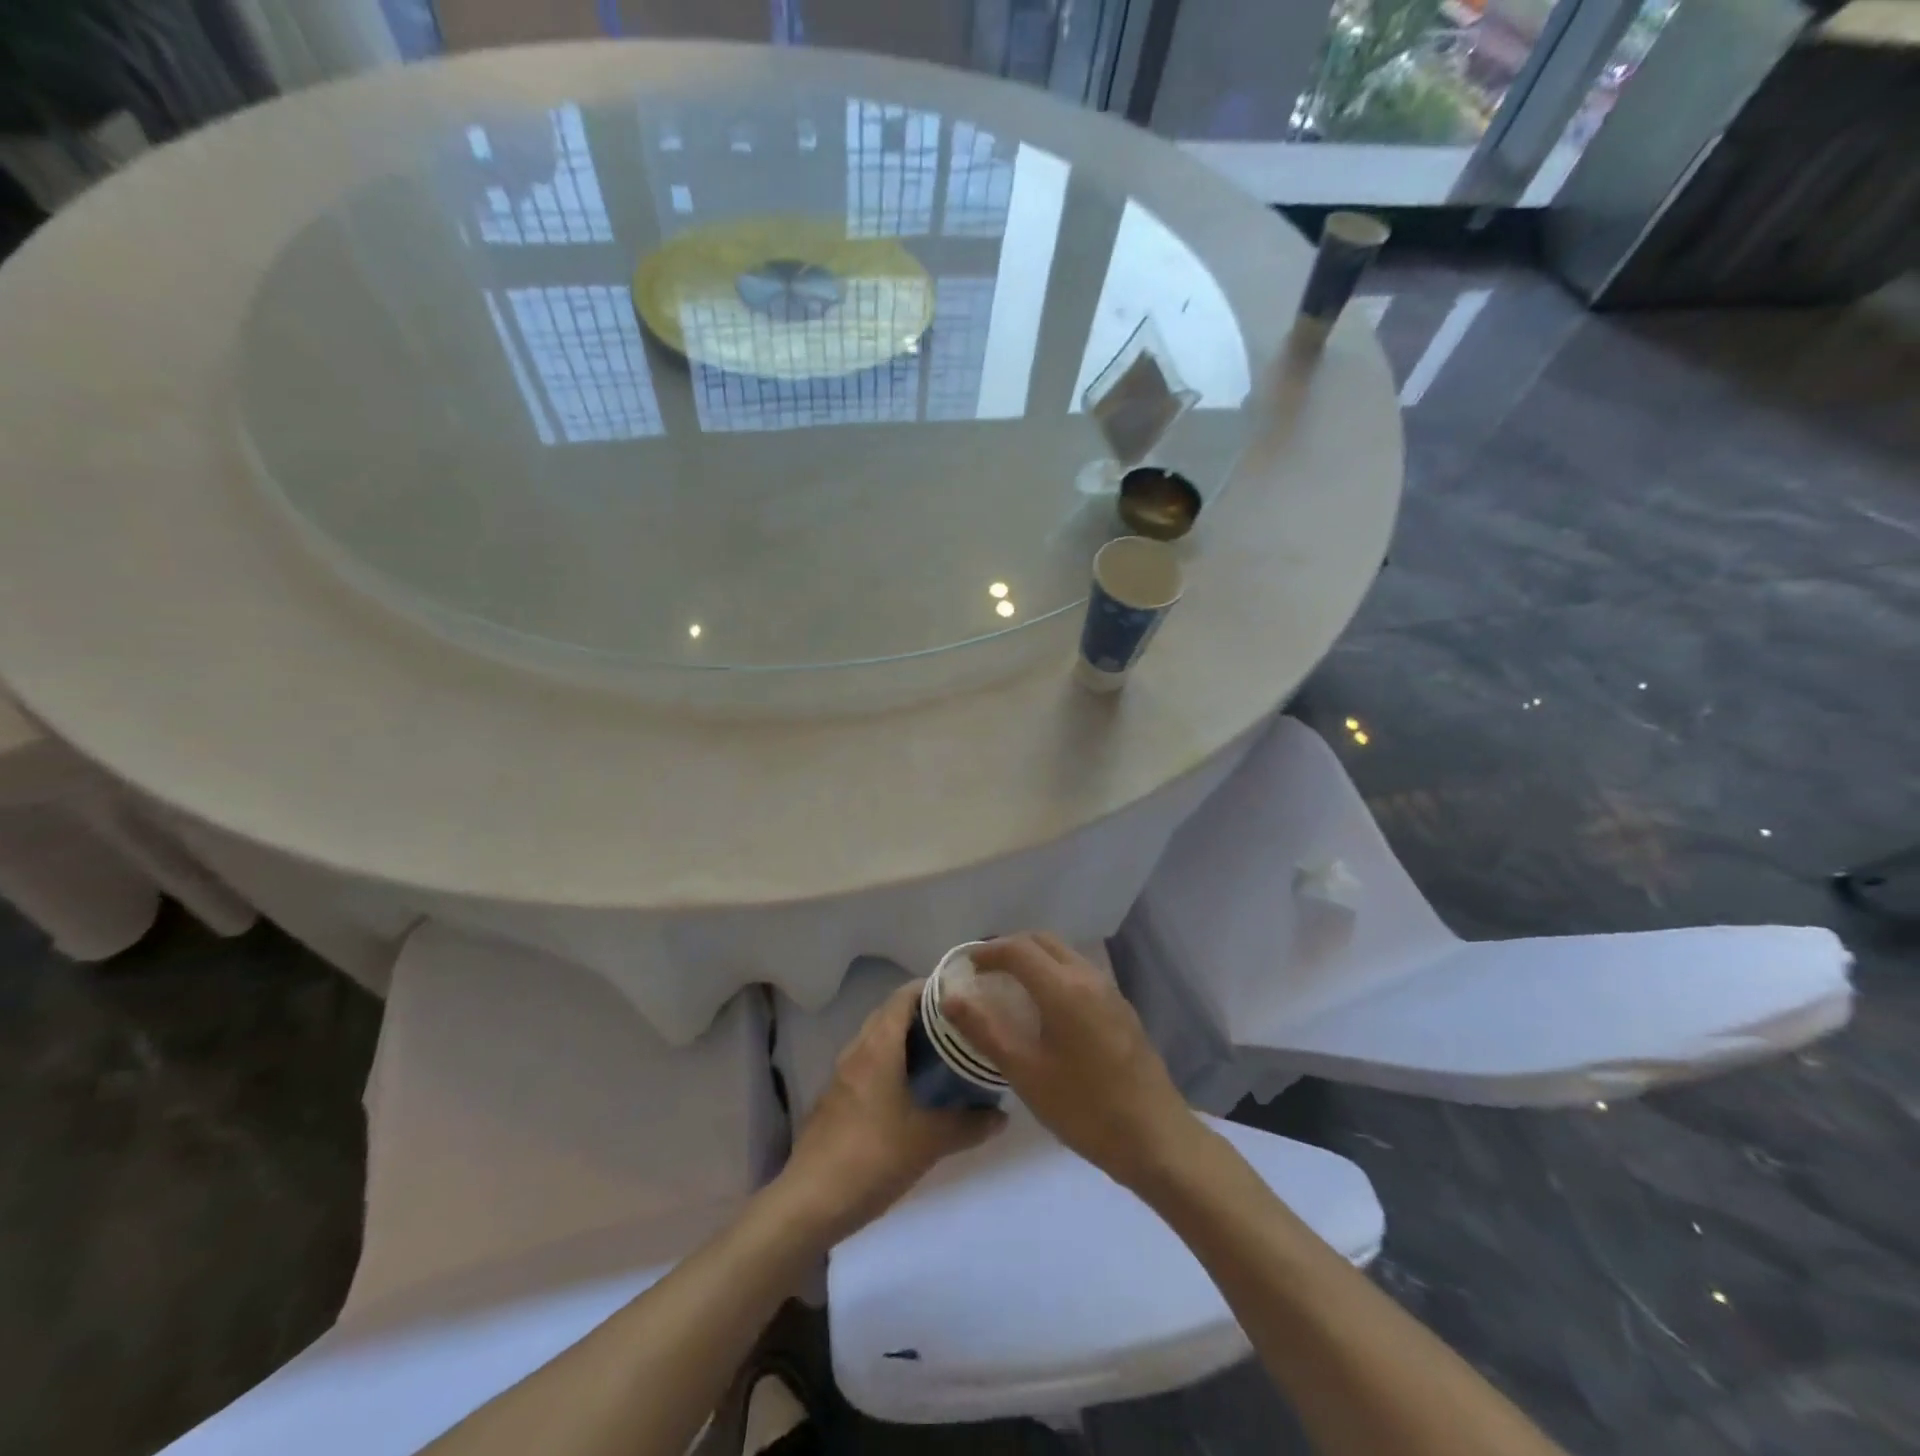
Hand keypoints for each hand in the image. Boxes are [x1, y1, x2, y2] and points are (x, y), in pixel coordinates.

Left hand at [780, 981, 1004, 1244]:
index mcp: (878, 1047)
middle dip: (922, 1013)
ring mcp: (842, 1076)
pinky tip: (910, 1089)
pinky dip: (890, 1062)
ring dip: (905, 1039)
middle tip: (958, 1024)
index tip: (962, 993)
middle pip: (890, 1014)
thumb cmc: (872, 1157)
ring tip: (941, 1053)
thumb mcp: (929, 1142)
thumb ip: (968, 1125)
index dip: (931, 988)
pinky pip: (867, 1064)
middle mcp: (857, 1051)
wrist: (809, 1202)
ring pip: (877, 1040)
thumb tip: (1001, 1115)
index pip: (903, 996)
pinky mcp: (835, 1099)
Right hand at [943, 932, 1197, 1192]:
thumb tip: (951, 996)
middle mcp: (1088, 977)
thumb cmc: (1084, 1107)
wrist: (1156, 1138)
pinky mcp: (1121, 1009)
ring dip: (1034, 959)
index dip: (987, 952)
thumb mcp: (1026, 1073)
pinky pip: (1080, 974)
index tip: (966, 967)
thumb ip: (985, 1030)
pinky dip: (1054, 974)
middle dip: (1010, 948)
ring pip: (1064, 955)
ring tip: (1010, 988)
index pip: (1017, 948)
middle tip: (985, 973)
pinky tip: (1046, 1010)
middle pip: (1043, 942)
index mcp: (1063, 987)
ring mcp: (1110, 991)